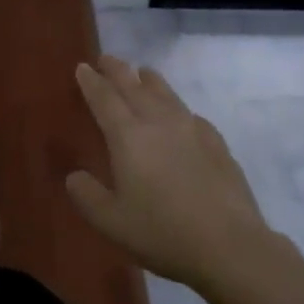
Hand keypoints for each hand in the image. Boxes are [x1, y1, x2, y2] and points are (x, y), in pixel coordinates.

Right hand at [66, 57, 272, 293]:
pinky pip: (190, 114)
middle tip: (107, 59)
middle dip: (118, 70)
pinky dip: (177, 107)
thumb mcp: (111, 222)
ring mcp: (192, 130)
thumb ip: (87, 196)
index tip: (83, 67)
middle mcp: (159, 123)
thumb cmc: (162, 232)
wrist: (229, 244)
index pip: (105, 99)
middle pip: (135, 87)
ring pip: (166, 94)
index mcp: (128, 137)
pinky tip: (181, 116)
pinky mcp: (216, 143)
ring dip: (149, 80)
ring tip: (142, 73)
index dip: (91, 82)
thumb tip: (75, 176)